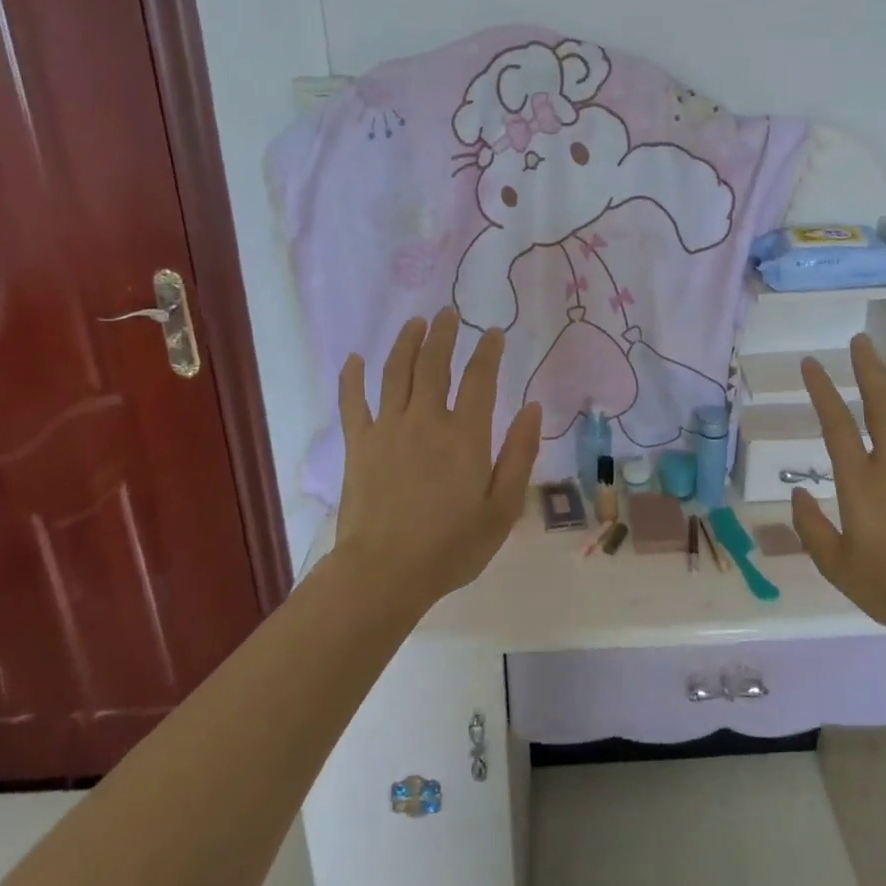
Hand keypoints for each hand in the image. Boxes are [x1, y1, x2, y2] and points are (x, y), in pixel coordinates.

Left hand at [331, 308, 541, 612]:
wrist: (384, 573)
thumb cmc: (451, 546)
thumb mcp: (502, 508)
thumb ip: (519, 454)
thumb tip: (532, 407)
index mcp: (465, 434)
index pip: (480, 378)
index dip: (487, 351)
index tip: (492, 332)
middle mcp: (426, 419)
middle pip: (434, 364)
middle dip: (443, 334)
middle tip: (448, 313)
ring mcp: (388, 429)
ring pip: (395, 372)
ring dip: (406, 343)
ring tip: (415, 323)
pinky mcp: (359, 444)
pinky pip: (353, 402)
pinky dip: (352, 378)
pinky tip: (355, 359)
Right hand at [790, 334, 885, 634]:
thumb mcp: (836, 566)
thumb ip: (810, 527)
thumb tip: (796, 493)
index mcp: (860, 482)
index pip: (836, 424)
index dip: (822, 390)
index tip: (812, 364)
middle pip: (880, 404)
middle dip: (868, 369)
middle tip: (860, 342)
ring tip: (882, 366)